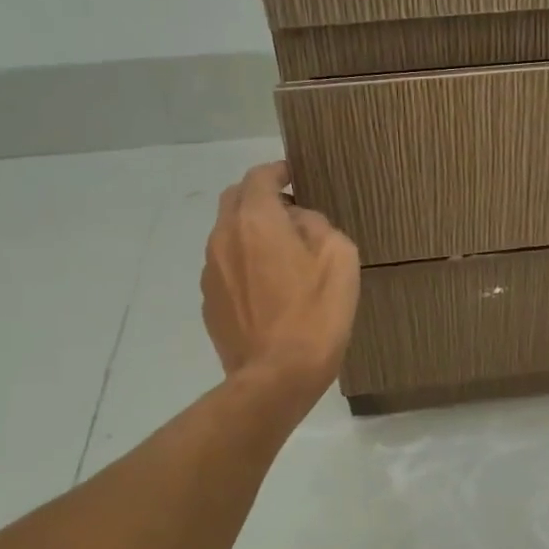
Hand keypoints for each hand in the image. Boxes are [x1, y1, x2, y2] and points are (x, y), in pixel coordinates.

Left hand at [202, 163, 359, 403]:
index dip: (278, 171)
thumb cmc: (316, 313)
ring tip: (283, 254)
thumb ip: (317, 225)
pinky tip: (269, 288)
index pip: (258, 177)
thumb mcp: (339, 258)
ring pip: (228, 234)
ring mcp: (211, 272)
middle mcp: (224, 238)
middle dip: (260, 198)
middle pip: (235, 200)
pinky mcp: (210, 302)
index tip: (295, 176)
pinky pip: (226, 267)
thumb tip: (299, 220)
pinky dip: (244, 263)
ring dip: (252, 232)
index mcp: (256, 221)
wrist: (277, 376)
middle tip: (291, 213)